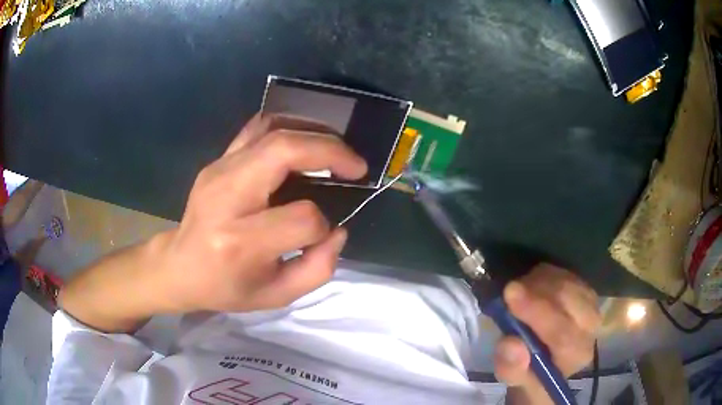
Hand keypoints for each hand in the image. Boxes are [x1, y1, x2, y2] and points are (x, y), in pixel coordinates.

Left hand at [59, 113, 366, 331]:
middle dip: (330, 152)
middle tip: (355, 165)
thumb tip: (338, 230)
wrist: (179, 266)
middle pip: (285, 151)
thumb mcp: (276, 296)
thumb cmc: (225, 288)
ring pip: (272, 131)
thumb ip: (317, 269)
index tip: (322, 234)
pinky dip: (288, 127)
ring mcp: (218, 170)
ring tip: (336, 150)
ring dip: (313, 133)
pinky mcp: (217, 160)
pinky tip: (305, 141)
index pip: (302, 218)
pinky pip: (257, 129)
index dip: (323, 226)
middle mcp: (227, 196)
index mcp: (240, 240)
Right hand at [494, 264, 599, 404]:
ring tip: (517, 294)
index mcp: (576, 355)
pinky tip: (530, 287)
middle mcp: (591, 327)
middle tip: (508, 291)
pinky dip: (543, 276)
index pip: (562, 332)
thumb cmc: (530, 375)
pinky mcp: (584, 288)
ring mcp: (591, 303)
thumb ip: (511, 368)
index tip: (509, 294)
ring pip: (566, 282)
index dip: (537, 313)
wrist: (547, 363)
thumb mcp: (515, 381)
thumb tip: (511, 344)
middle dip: (536, 292)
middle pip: (569, 300)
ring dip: (538, 283)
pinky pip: (564, 273)